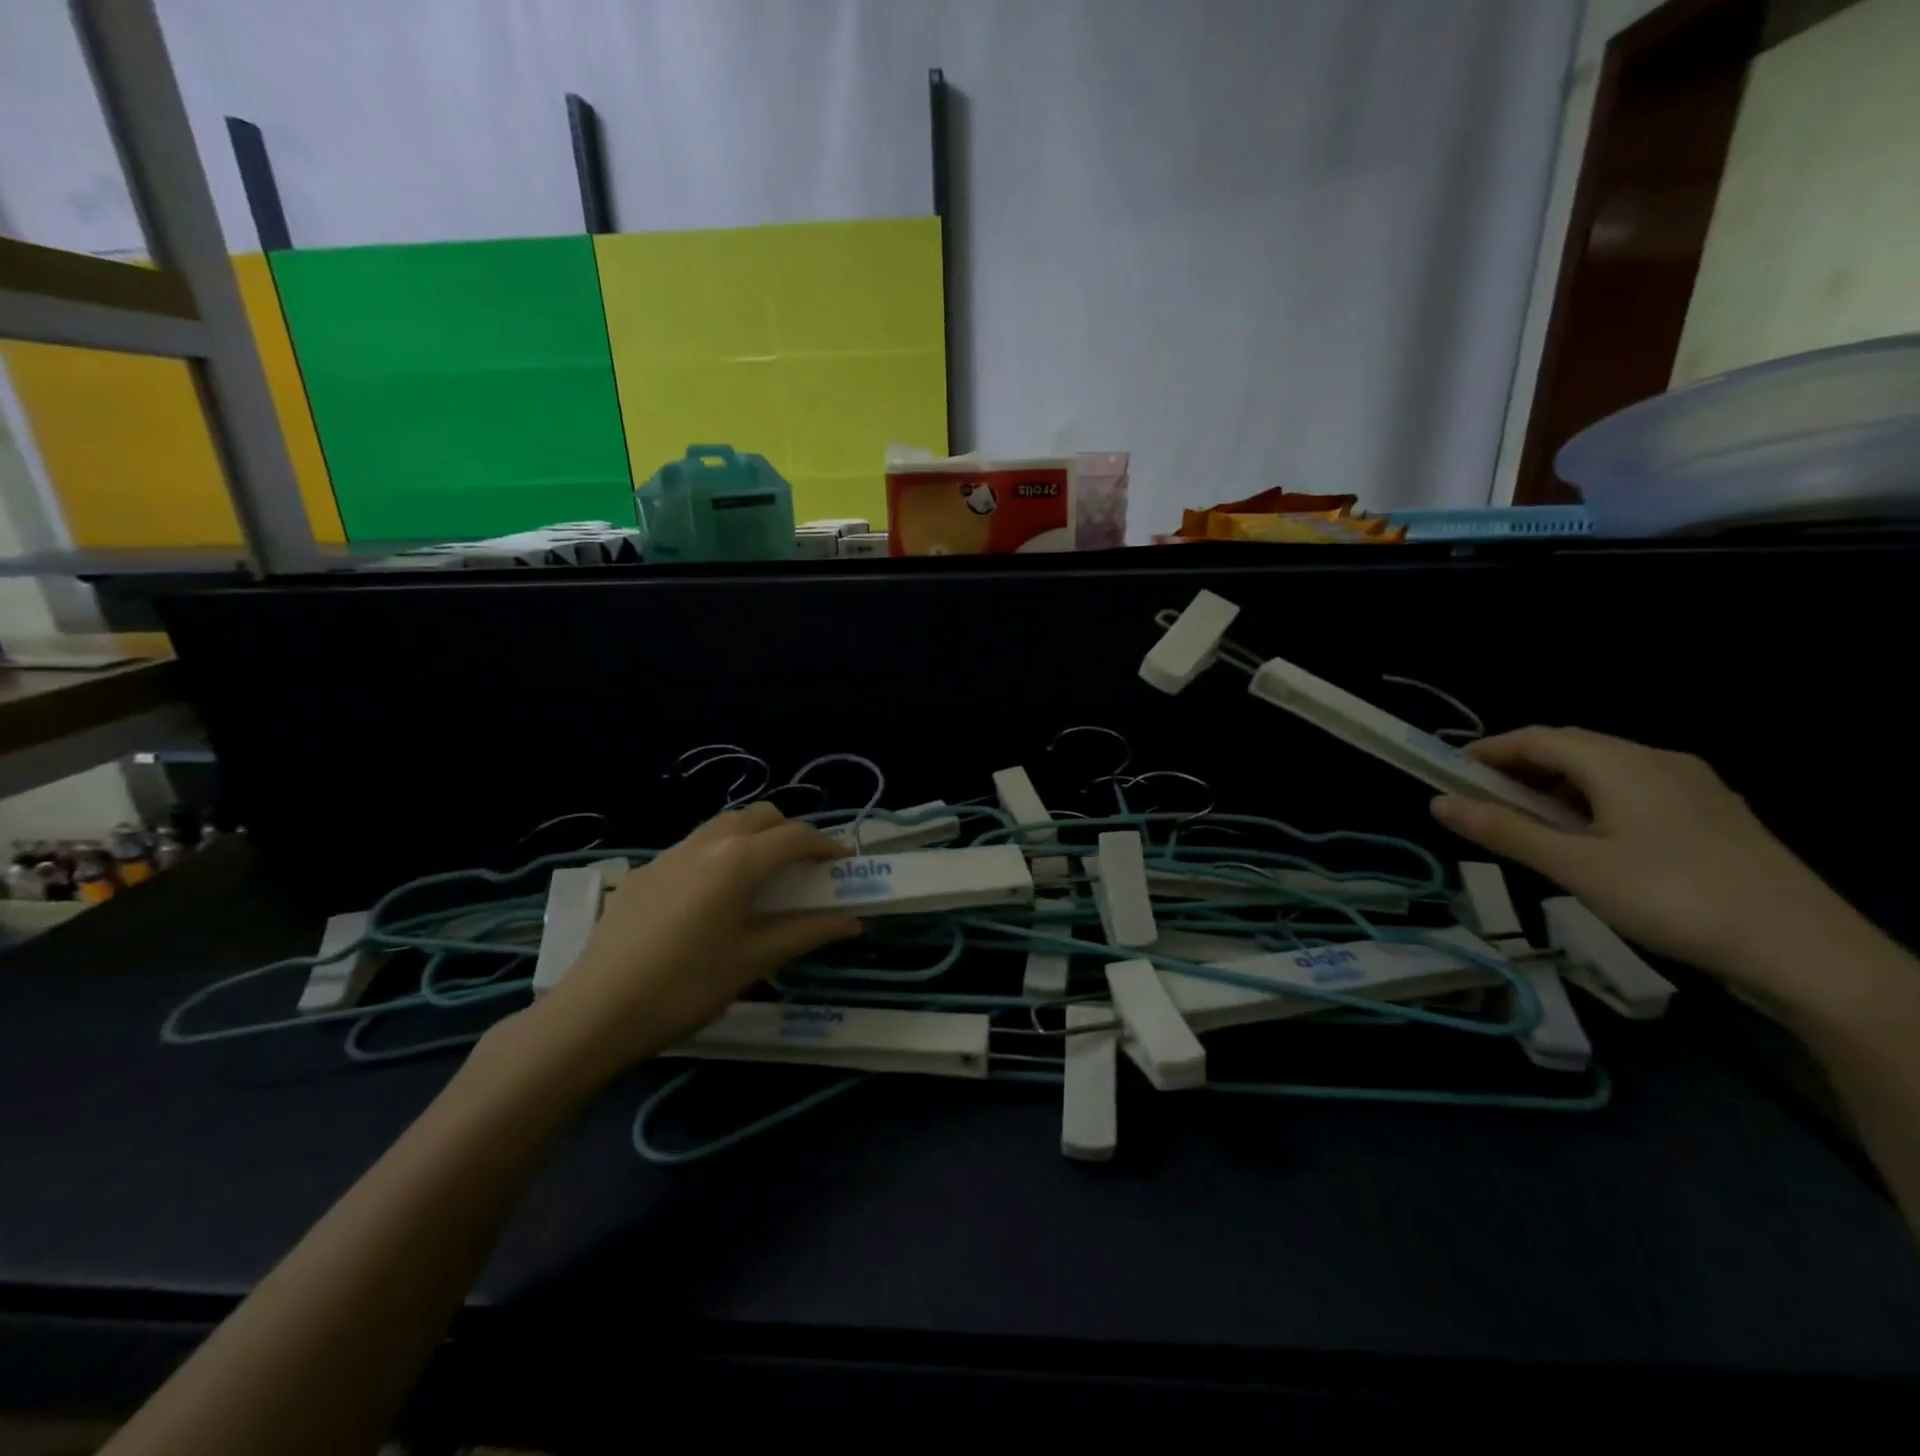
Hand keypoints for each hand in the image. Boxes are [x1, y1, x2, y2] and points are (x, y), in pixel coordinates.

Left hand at [514, 803, 860, 1079]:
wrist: (595, 1012)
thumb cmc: (687, 986)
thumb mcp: (753, 962)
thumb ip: (807, 934)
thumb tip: (853, 923)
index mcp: (739, 860)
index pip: (796, 836)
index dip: (826, 846)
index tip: (843, 866)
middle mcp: (706, 843)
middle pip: (760, 816)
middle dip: (788, 833)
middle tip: (802, 870)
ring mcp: (669, 855)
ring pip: (723, 826)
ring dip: (752, 839)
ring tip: (760, 880)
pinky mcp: (643, 874)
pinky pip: (693, 848)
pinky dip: (718, 856)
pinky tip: (709, 900)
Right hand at [1429, 726, 1852, 994]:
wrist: (1805, 951)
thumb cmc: (1672, 898)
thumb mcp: (1574, 867)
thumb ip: (1503, 831)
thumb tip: (1437, 802)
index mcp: (1621, 763)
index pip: (1537, 738)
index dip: (1487, 750)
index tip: (1448, 772)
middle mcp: (1657, 760)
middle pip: (1571, 748)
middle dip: (1518, 768)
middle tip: (1479, 801)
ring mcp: (1692, 786)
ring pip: (1604, 770)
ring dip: (1554, 787)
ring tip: (1526, 825)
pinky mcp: (1711, 814)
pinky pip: (1633, 790)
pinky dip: (1591, 802)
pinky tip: (1586, 839)